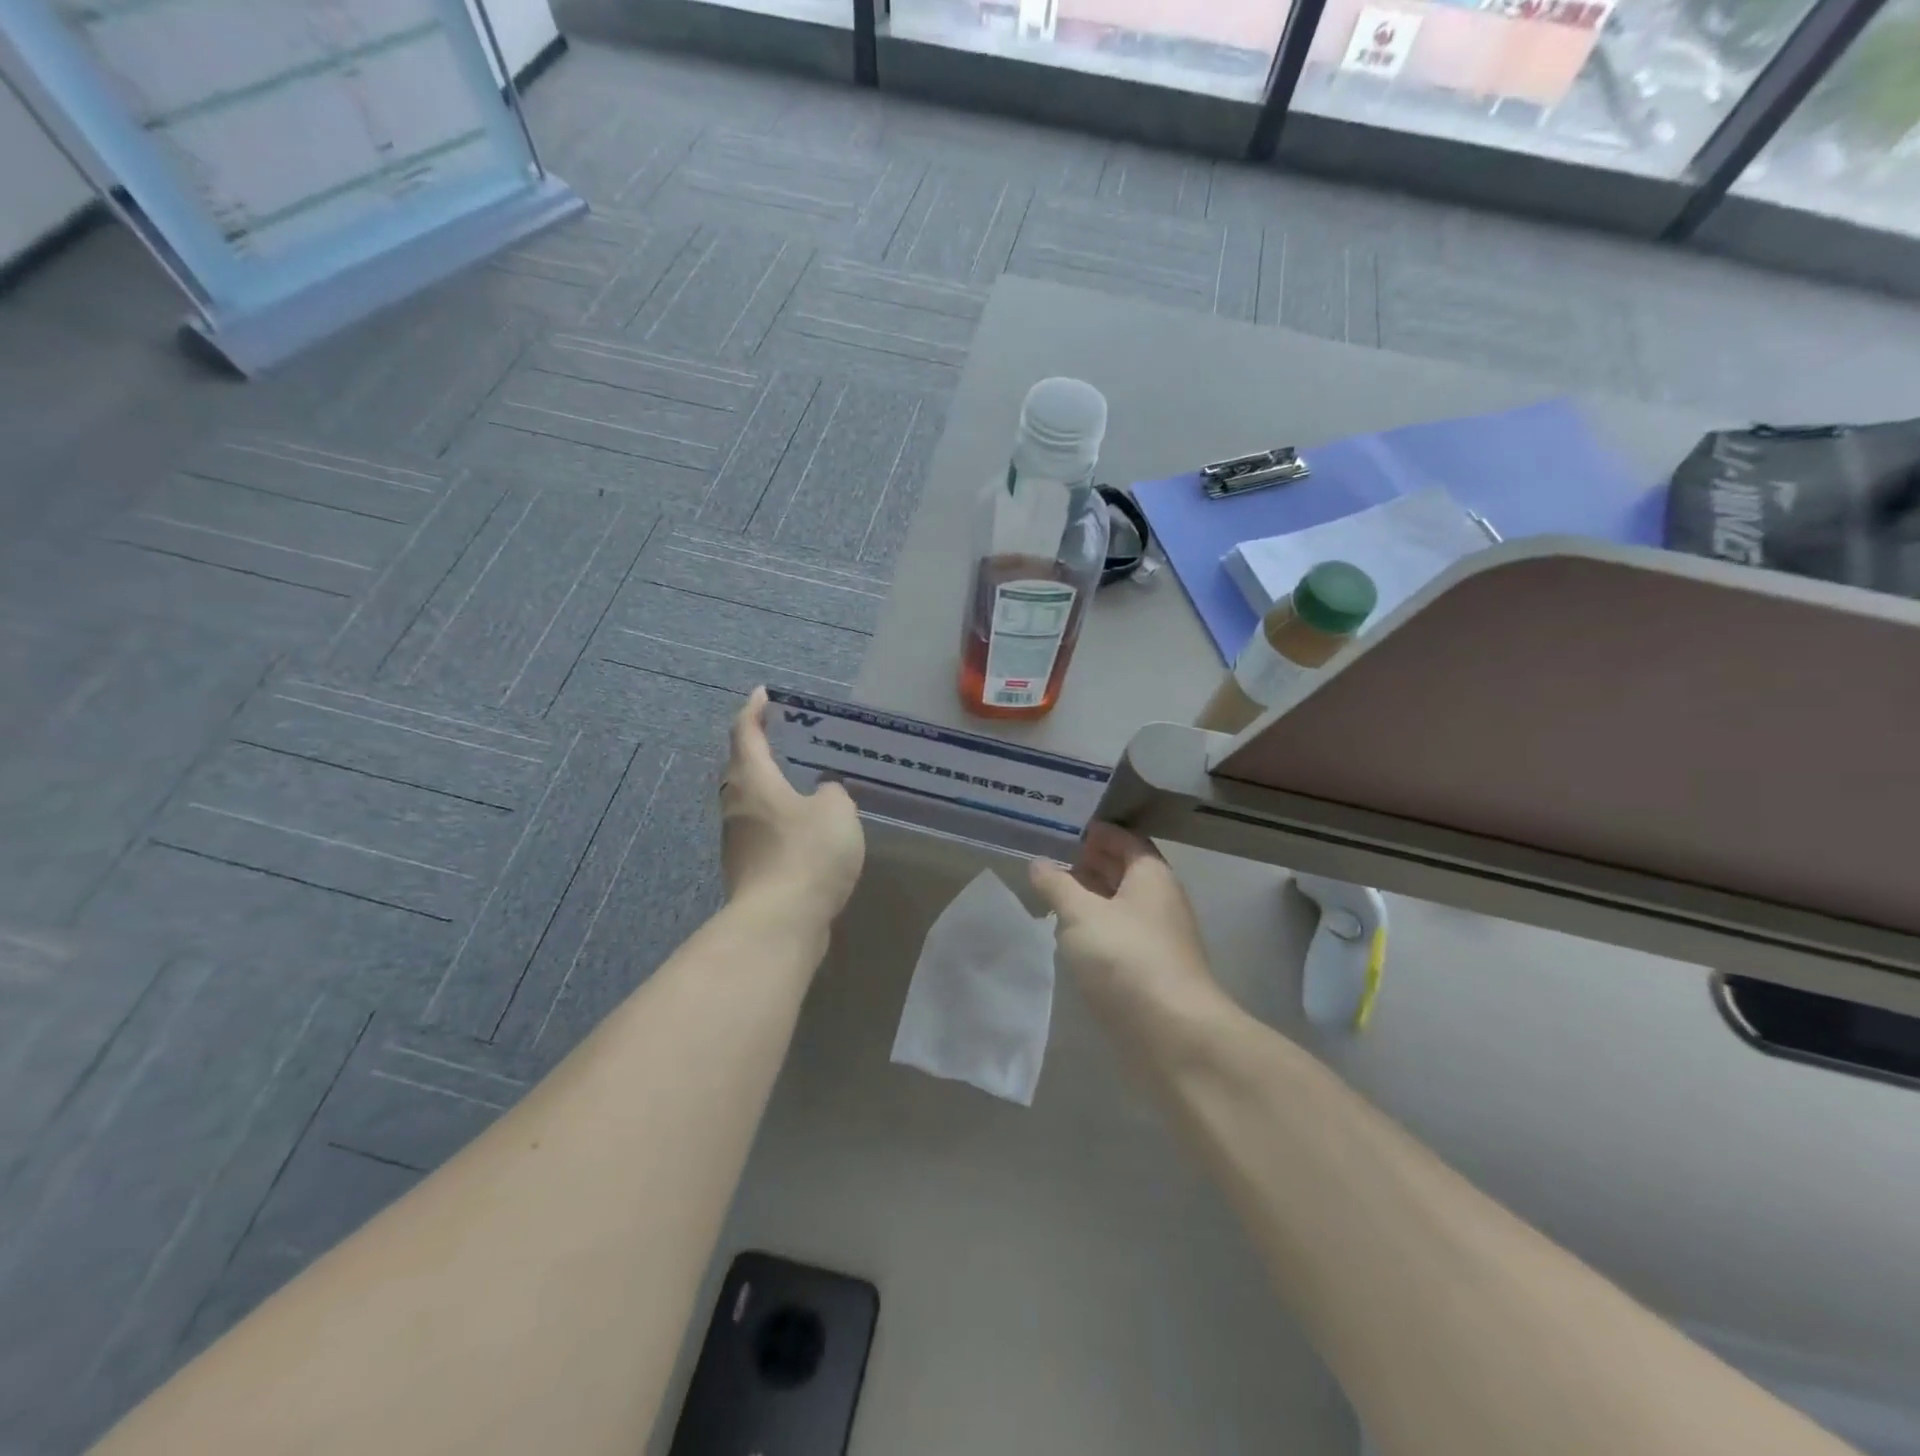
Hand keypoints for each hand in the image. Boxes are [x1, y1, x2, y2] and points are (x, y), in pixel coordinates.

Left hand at [721, 687, 864, 925]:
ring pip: (752, 801)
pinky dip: (779, 818)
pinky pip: (762, 830)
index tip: (765, 694)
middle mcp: (736, 805)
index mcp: (752, 780)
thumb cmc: (806, 854)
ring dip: (772, 786)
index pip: (746, 732)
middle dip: (762, 748)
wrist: (779, 924)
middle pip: (743, 767)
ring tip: (804, 780)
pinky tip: (806, 827)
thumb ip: (832, 792)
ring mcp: (737, 840)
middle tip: (790, 737)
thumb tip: (821, 793)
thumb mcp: (836, 811)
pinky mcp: (747, 869)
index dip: (754, 710)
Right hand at [1029, 824, 1227, 1044]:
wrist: (1172, 1034)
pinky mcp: (1150, 970)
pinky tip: (1069, 936)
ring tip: (1051, 895)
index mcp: (1151, 875)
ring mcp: (1158, 937)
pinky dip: (1095, 928)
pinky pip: (1119, 935)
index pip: (1125, 839)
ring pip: (1120, 905)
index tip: (1060, 829)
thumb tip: (1039, 863)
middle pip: (1124, 870)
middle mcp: (1159, 900)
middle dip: (1089, 863)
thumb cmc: (1125, 958)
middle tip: (1048, 859)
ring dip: (1089, 897)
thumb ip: (1056, 885)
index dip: (1095, 832)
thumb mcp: (1080, 914)